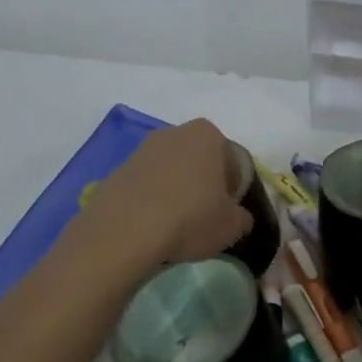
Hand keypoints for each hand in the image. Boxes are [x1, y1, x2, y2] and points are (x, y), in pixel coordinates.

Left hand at [69, 118, 252, 276]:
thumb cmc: (190, 218)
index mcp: (209, 135)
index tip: (227, 214)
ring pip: (171, 171)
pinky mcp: (119, 168)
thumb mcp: (231, 226)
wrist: (125, 229)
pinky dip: (152, 199)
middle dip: (203, 185)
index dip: (233, 190)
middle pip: (200, 161)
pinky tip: (151, 225)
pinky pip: (146, 184)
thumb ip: (242, 218)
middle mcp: (176, 131)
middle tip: (203, 218)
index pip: (232, 162)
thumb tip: (238, 218)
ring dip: (176, 191)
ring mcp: (144, 148)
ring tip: (174, 225)